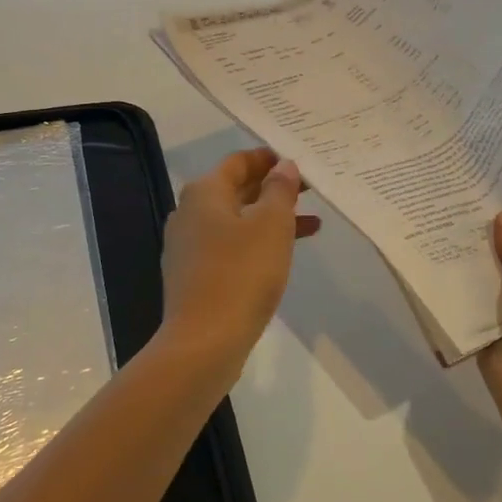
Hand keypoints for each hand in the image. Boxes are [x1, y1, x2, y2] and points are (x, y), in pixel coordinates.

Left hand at [161, 148, 319, 360]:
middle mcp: (189, 214)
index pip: (238, 161)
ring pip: (236, 221)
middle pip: (235, 190)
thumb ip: (280, 191)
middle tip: (311, 190)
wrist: (203, 342)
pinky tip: (282, 255)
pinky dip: (256, 243)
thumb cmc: (241, 274)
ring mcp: (188, 247)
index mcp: (204, 193)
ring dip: (271, 219)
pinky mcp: (194, 276)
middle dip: (273, 189)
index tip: (298, 162)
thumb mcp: (271, 226)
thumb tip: (282, 166)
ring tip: (313, 224)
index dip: (268, 159)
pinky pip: (229, 247)